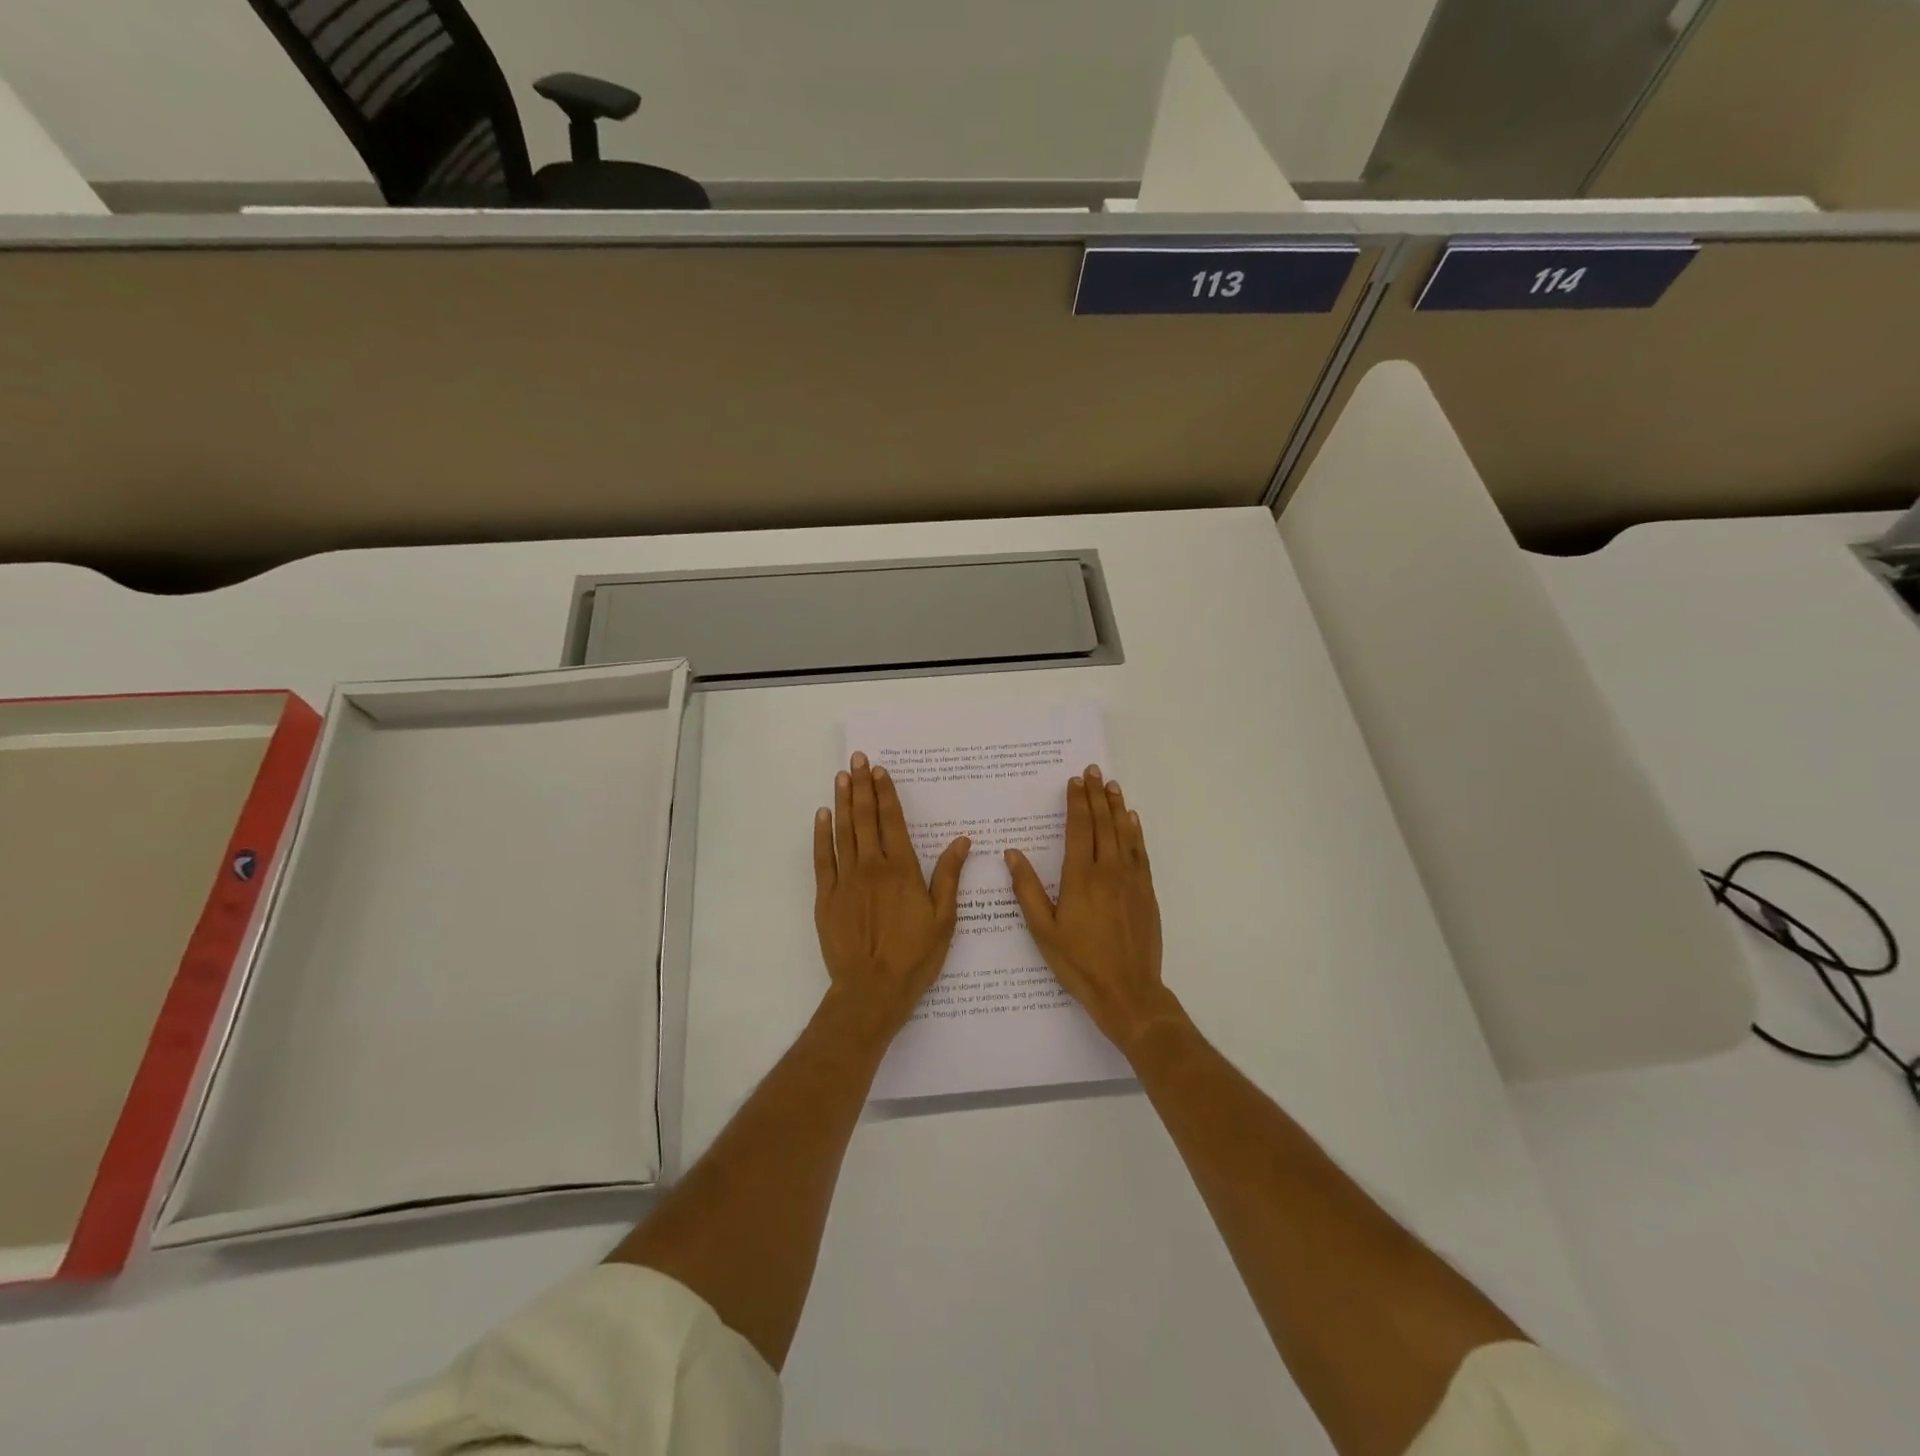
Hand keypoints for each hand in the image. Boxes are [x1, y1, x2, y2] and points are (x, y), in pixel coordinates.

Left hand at [813, 751, 969, 1035]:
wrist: (872, 990)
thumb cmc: (914, 957)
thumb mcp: (944, 918)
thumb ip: (949, 876)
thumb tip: (962, 840)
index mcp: (902, 870)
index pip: (893, 822)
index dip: (886, 794)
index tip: (880, 771)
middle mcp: (872, 867)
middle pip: (865, 818)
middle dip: (862, 787)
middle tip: (858, 760)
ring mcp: (846, 880)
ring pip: (843, 832)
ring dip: (842, 802)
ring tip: (841, 776)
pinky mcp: (826, 896)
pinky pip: (822, 858)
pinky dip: (822, 834)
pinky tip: (822, 815)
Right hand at [1006, 764, 1179, 1056]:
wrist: (1128, 990)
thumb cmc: (1078, 962)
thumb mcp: (1042, 930)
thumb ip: (1026, 889)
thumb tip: (1012, 854)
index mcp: (1079, 878)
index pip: (1078, 829)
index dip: (1076, 802)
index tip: (1074, 781)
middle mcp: (1107, 870)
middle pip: (1102, 823)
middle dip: (1096, 795)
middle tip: (1093, 771)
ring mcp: (1131, 879)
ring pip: (1124, 833)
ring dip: (1117, 806)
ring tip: (1112, 785)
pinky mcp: (1146, 891)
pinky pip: (1140, 852)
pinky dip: (1135, 831)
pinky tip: (1132, 819)